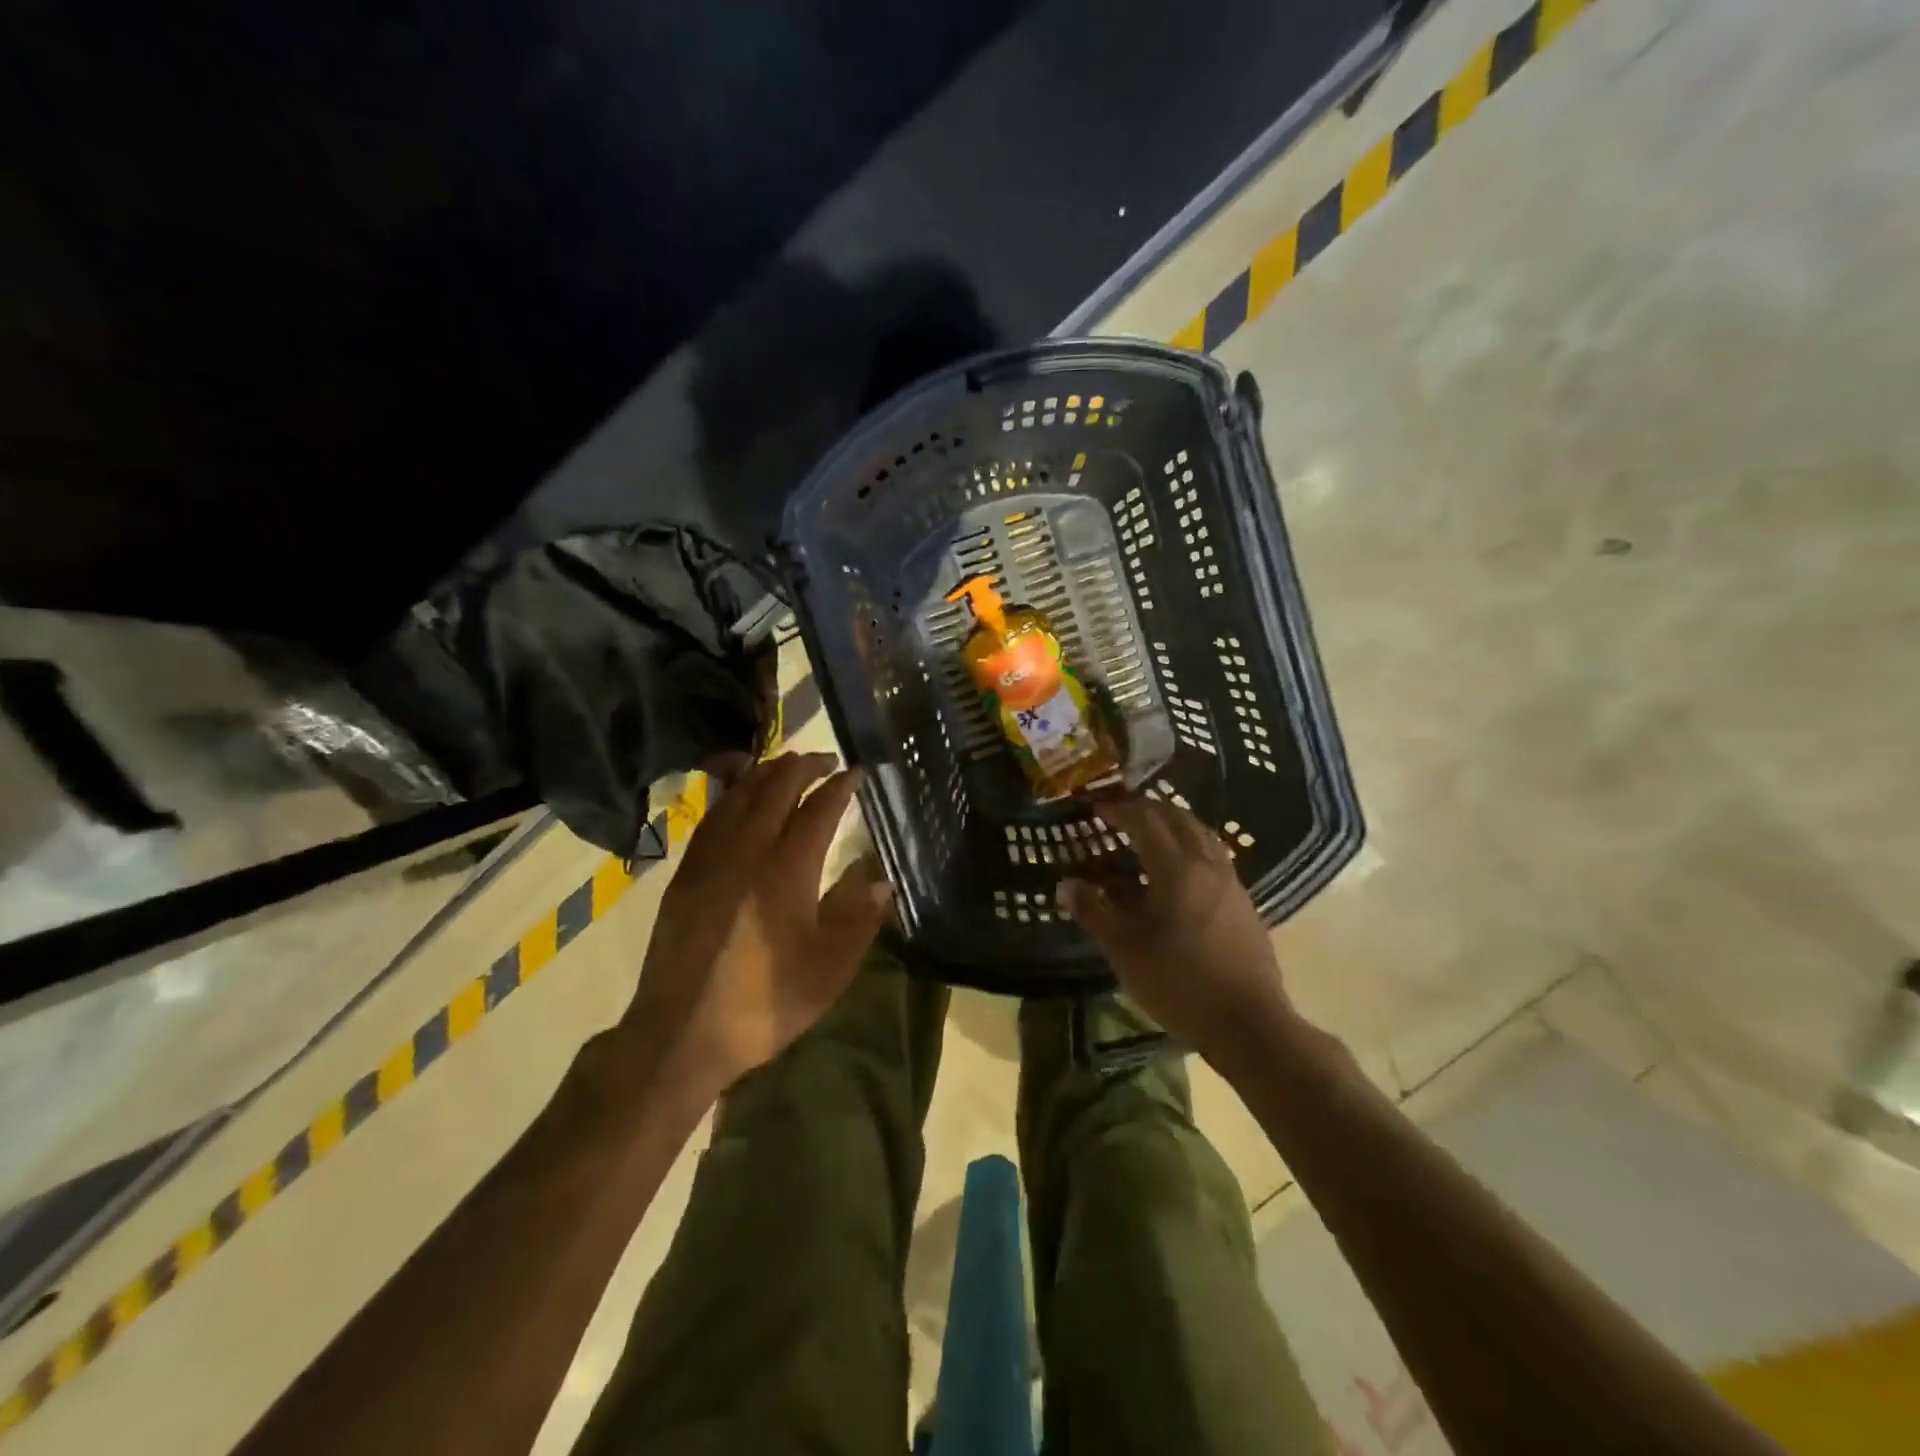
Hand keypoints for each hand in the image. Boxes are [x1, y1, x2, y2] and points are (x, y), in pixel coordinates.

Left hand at [623, 752, 892, 1097]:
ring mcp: (709, 859)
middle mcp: (746, 852)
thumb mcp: (828, 969)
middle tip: (825, 759)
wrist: (681, 1033)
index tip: (856, 772)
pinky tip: (740, 798)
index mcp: (786, 871)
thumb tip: (881, 879)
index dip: (839, 787)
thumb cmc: (764, 1002)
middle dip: (802, 767)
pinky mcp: (685, 874)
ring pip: (738, 796)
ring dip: (765, 773)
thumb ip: (857, 917)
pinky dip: (732, 795)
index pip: (817, 810)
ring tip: (786, 766)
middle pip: (774, 790)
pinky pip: (712, 816)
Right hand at [1061, 795, 1294, 1068]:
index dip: (1119, 809)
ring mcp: (1231, 882)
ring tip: (1150, 832)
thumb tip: (1066, 884)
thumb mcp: (1124, 950)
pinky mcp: (1244, 902)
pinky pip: (1214, 855)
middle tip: (1121, 813)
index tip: (1096, 808)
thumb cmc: (1179, 983)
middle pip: (1178, 818)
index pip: (1146, 820)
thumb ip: (1093, 912)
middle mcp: (1207, 865)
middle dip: (1148, 808)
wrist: (1247, 1023)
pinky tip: (1180, 869)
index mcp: (1176, 869)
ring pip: (1201, 834)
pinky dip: (1192, 844)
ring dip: (1174, 823)